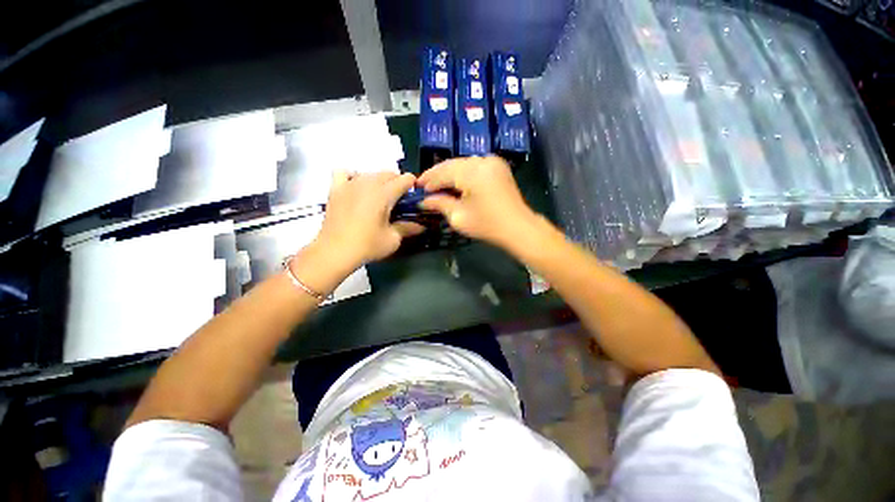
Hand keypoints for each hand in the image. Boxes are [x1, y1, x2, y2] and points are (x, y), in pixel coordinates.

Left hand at [314, 171, 422, 269]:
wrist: (335, 252)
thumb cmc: (367, 246)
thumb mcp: (393, 239)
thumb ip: (408, 228)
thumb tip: (421, 225)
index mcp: (384, 194)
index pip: (404, 179)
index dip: (412, 185)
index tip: (413, 196)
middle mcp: (367, 183)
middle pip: (388, 173)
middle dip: (397, 183)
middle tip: (399, 201)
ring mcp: (350, 184)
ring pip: (370, 173)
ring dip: (379, 181)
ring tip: (379, 197)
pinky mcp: (336, 189)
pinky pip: (345, 173)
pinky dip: (353, 176)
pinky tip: (356, 188)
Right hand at [417, 156, 537, 247]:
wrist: (518, 227)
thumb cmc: (487, 224)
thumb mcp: (458, 216)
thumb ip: (439, 204)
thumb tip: (424, 200)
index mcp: (471, 171)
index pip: (442, 172)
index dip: (428, 181)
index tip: (417, 188)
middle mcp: (481, 160)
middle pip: (452, 164)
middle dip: (437, 175)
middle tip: (424, 186)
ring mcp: (492, 162)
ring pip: (463, 164)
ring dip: (449, 174)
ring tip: (437, 186)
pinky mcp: (498, 167)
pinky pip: (474, 166)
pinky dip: (463, 173)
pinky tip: (455, 183)